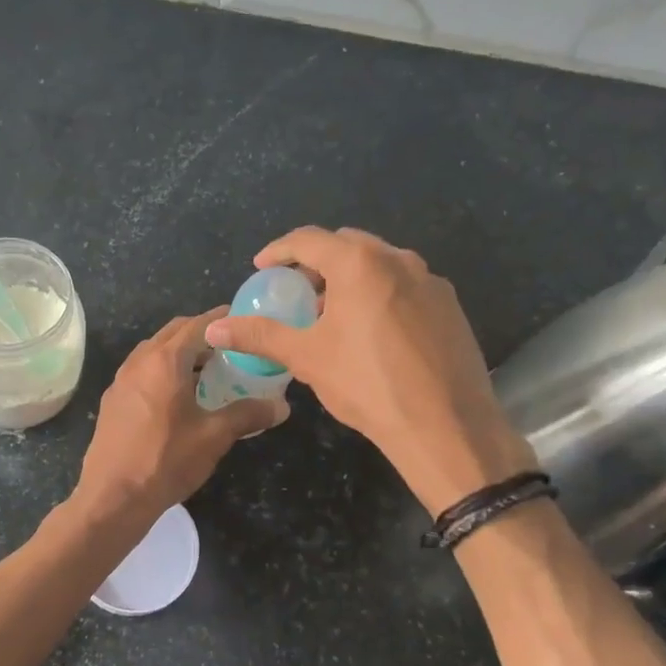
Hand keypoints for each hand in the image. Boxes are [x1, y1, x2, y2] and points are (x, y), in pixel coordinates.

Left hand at [76, 308, 288, 517]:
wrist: (113, 497)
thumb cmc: (166, 460)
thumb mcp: (214, 437)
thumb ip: (248, 414)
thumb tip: (281, 407)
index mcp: (164, 361)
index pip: (197, 325)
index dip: (220, 319)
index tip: (242, 317)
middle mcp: (139, 361)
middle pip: (173, 332)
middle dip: (200, 332)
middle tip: (229, 344)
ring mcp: (121, 380)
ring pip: (154, 352)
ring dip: (180, 352)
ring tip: (208, 368)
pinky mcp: (113, 401)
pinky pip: (142, 371)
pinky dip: (163, 370)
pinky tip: (178, 395)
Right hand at [205, 227, 534, 514]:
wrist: (445, 426)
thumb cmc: (367, 384)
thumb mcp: (306, 357)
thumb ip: (260, 335)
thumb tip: (214, 329)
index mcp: (360, 263)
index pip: (309, 239)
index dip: (279, 251)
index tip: (261, 269)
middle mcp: (399, 260)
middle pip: (347, 245)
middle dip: (316, 262)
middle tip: (296, 291)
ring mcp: (430, 281)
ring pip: (380, 265)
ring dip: (349, 278)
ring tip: (331, 314)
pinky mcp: (450, 307)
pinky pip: (405, 286)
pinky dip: (379, 294)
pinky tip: (371, 332)